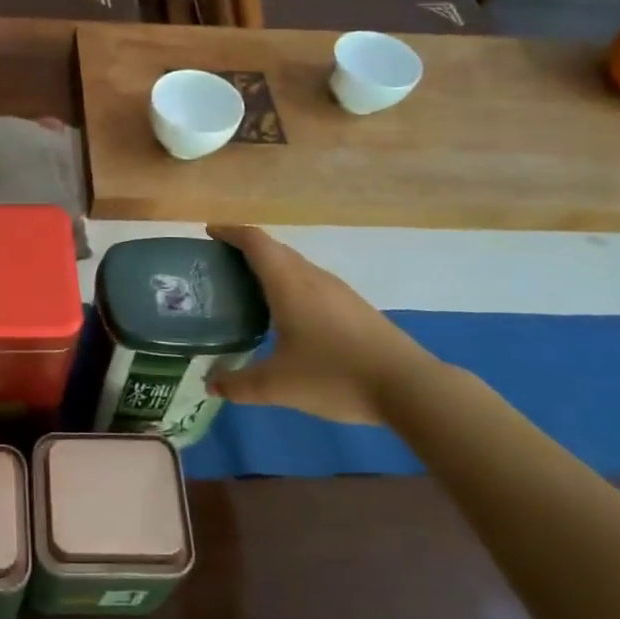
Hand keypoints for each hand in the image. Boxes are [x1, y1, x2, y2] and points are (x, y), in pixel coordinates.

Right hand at [206, 225, 441, 425]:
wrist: (409, 386)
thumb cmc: (335, 375)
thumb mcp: (278, 385)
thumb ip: (240, 384)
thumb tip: (211, 384)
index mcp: (289, 283)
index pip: (255, 241)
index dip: (230, 232)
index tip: (209, 232)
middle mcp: (313, 278)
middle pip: (275, 250)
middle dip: (246, 250)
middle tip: (220, 266)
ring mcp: (338, 291)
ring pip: (296, 267)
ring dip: (270, 269)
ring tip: (248, 290)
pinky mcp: (355, 308)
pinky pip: (312, 284)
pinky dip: (290, 286)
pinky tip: (287, 316)